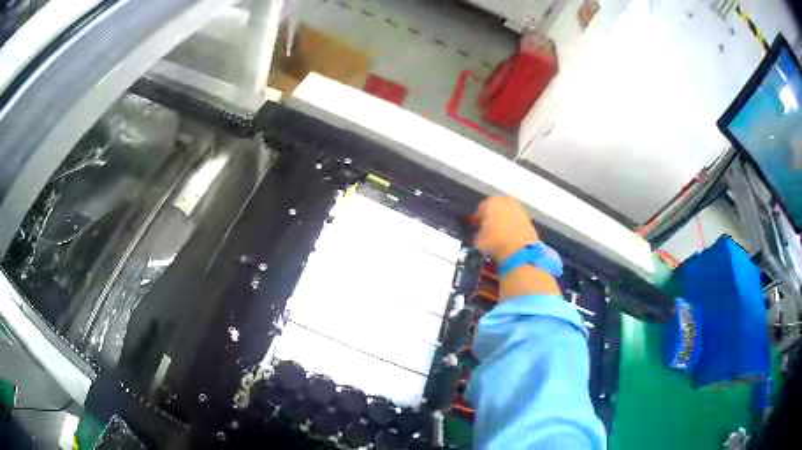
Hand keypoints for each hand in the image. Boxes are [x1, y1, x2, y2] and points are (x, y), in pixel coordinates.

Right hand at [472, 196, 538, 261]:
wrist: (520, 252)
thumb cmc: (495, 243)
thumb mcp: (478, 241)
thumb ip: (478, 234)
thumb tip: (480, 235)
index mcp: (491, 202)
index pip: (480, 209)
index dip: (477, 220)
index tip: (475, 229)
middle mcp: (507, 201)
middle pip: (496, 208)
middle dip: (492, 216)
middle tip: (488, 229)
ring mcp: (520, 210)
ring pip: (508, 213)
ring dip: (504, 221)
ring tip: (499, 235)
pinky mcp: (529, 220)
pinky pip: (517, 222)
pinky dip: (513, 227)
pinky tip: (510, 238)